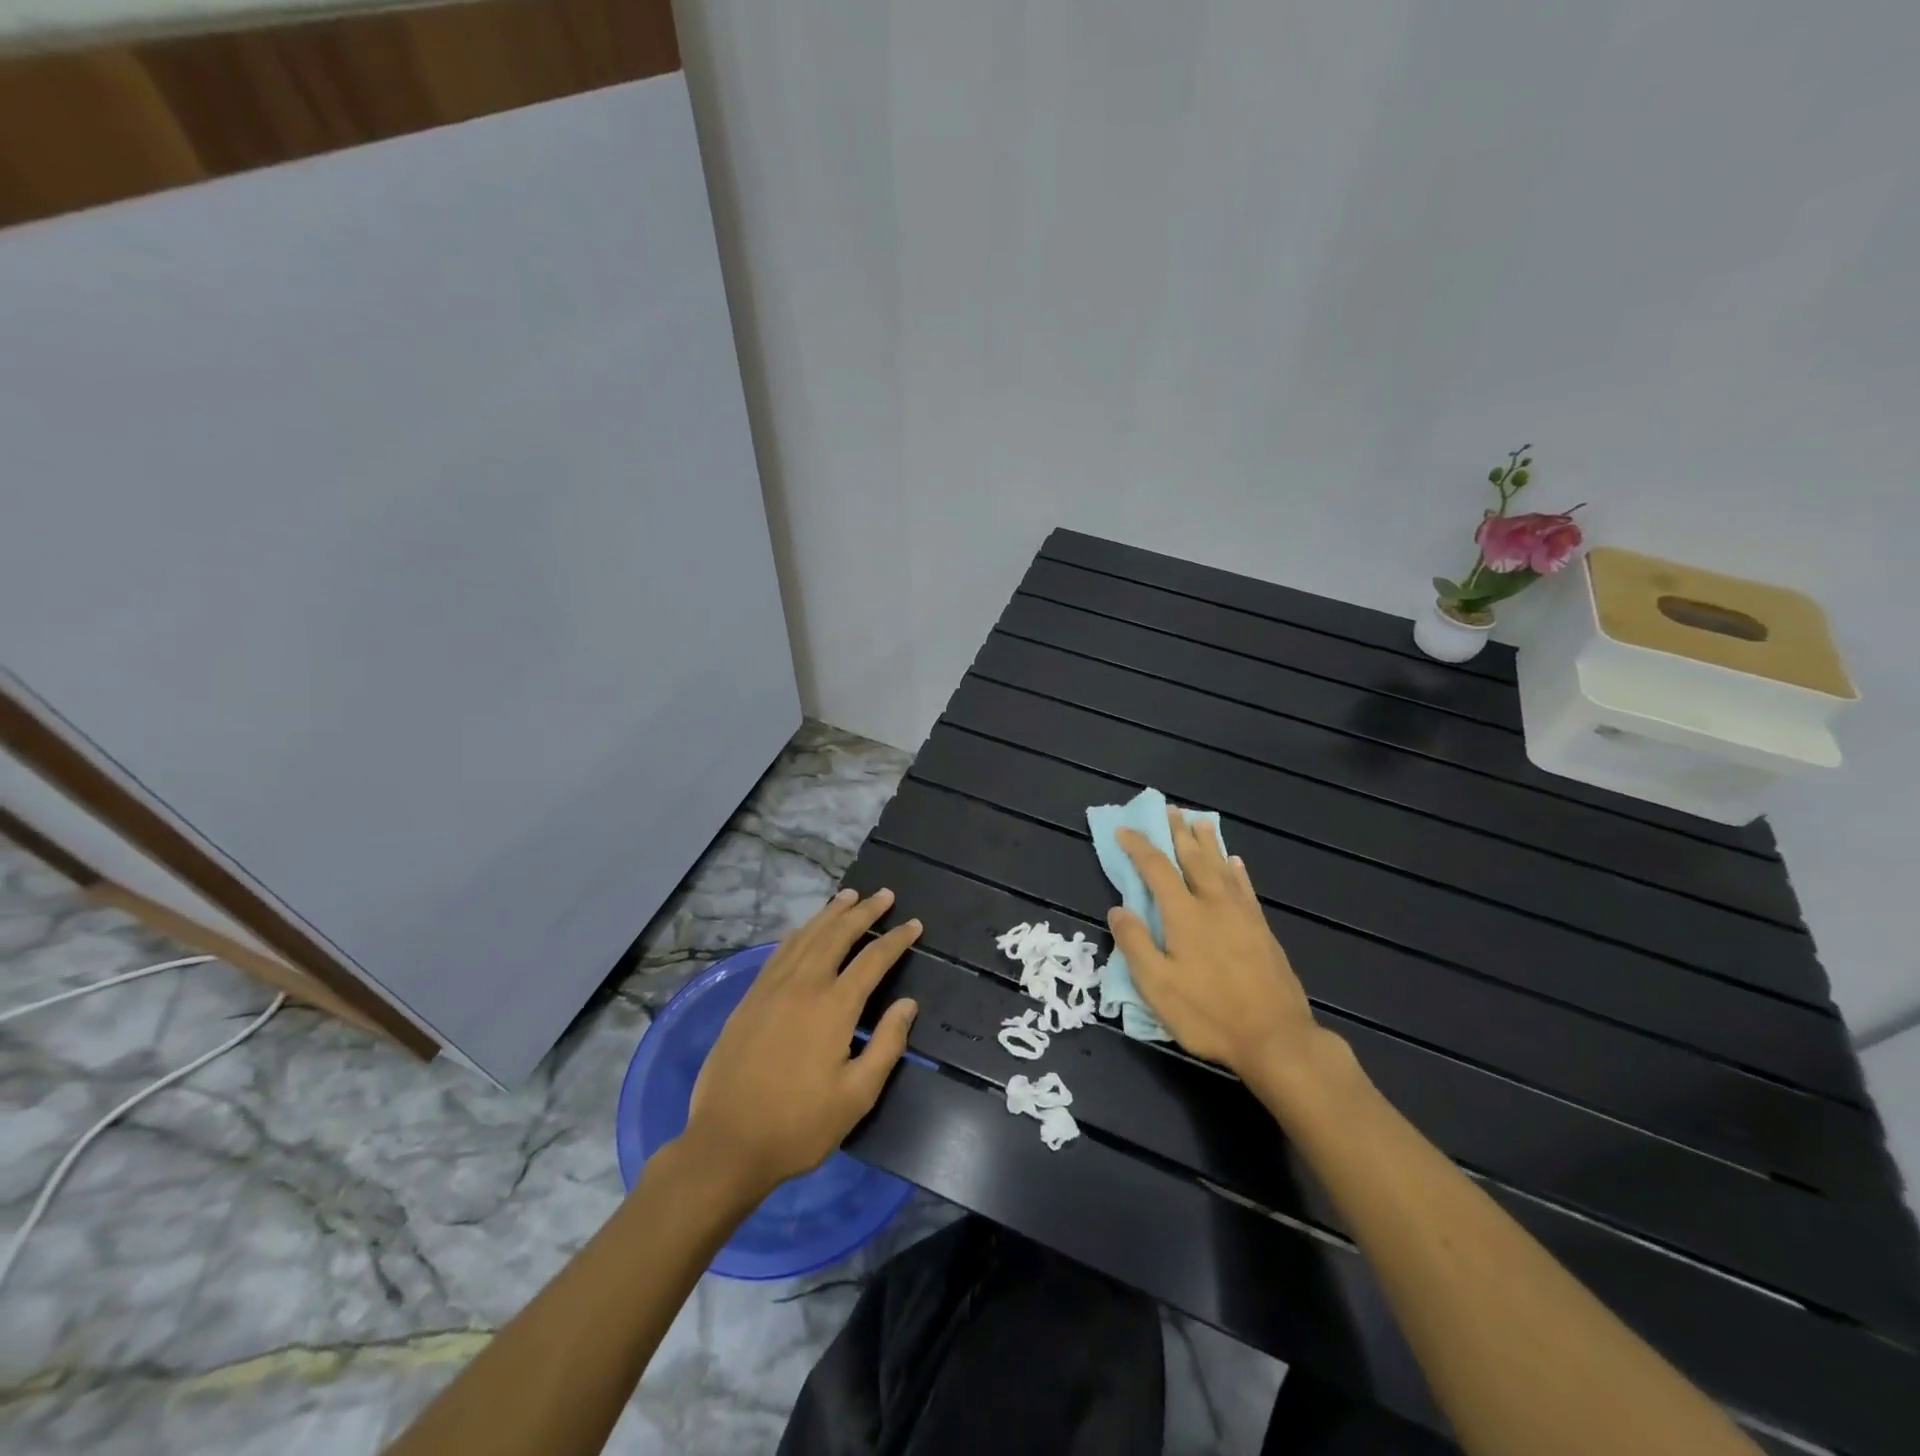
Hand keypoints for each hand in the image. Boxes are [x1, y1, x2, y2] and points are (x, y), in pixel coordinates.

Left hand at [680, 888, 920, 1196]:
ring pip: (806, 936)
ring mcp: (771, 988)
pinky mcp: (749, 999)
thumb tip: (908, 1003)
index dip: (896, 939)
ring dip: (831, 913)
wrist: (726, 1144)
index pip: (872, 959)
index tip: (914, 924)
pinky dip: (799, 932)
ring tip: (849, 895)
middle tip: (884, 895)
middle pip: (837, 934)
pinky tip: (806, 929)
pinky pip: (780, 952)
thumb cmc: (798, 1126)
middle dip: (864, 911)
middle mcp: (803, 986)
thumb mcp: (856, 1097)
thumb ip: (887, 1045)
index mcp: (833, 1007)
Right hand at [1108, 809, 1322, 1080]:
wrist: (1277, 1038)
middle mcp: (1213, 904)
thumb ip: (1135, 943)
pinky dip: (1236, 870)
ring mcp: (1242, 915)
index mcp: (1184, 914)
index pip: (1156, 868)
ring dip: (1208, 842)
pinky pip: (1245, 887)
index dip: (1138, 846)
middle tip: (1169, 809)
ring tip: (1200, 821)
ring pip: (1221, 866)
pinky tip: (1235, 862)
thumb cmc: (1209, 1013)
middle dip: (1178, 832)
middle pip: (1193, 858)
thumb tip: (1117, 908)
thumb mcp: (1157, 986)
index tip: (1124, 829)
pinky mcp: (1262, 930)